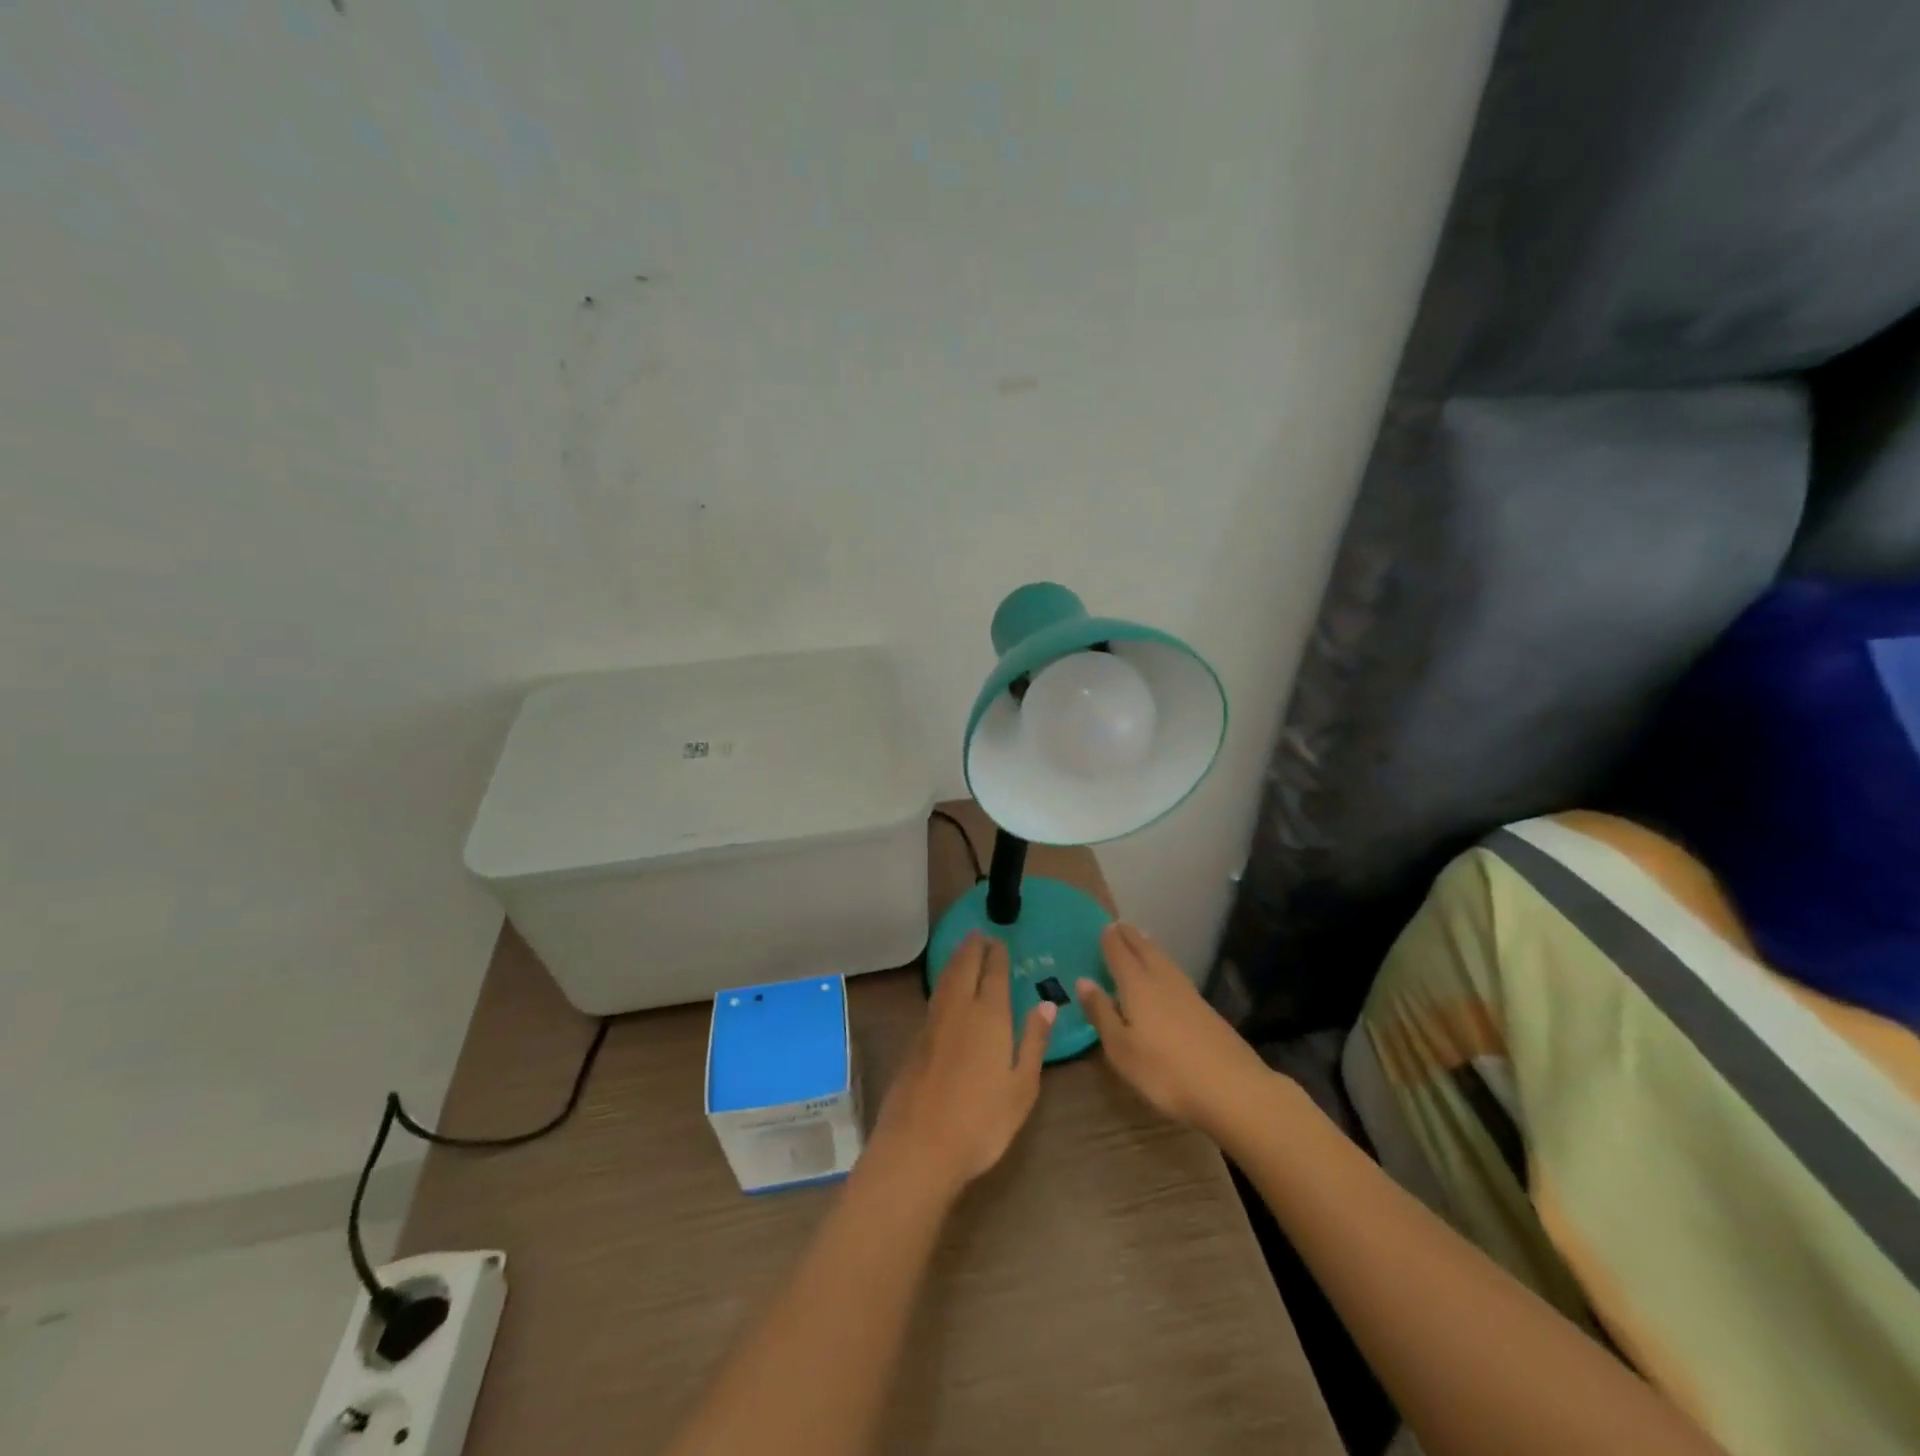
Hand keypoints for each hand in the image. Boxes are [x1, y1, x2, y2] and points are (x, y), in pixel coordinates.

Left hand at [865, 934, 1054, 1202]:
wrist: (919, 1146)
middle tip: (978, 933)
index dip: (997, 956)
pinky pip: (935, 997)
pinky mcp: (916, 1041)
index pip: (994, 975)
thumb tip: (1046, 1004)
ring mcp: (933, 1025)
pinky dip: (944, 982)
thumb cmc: (982, 1121)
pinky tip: (946, 989)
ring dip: (956, 960)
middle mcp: (959, 1011)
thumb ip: (1033, 1041)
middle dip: (972, 948)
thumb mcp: (1022, 1086)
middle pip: (964, 968)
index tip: (999, 940)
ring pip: (946, 980)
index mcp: (989, 1017)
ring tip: (963, 949)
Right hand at [1077, 923, 1279, 1140]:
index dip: (1110, 939)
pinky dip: (1164, 965)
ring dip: (1149, 947)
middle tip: (1119, 925)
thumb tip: (1083, 981)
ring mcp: (1188, 993)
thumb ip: (1101, 1013)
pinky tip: (1166, 975)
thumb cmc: (1165, 1072)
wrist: (1233, 1089)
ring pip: (1164, 960)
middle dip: (1130, 936)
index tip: (1102, 926)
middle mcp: (1162, 980)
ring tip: (1141, 940)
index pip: (1119, 953)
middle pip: (1144, 950)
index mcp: (1137, 985)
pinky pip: (1176, 974)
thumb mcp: (1121, 1049)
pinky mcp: (1206, 1009)